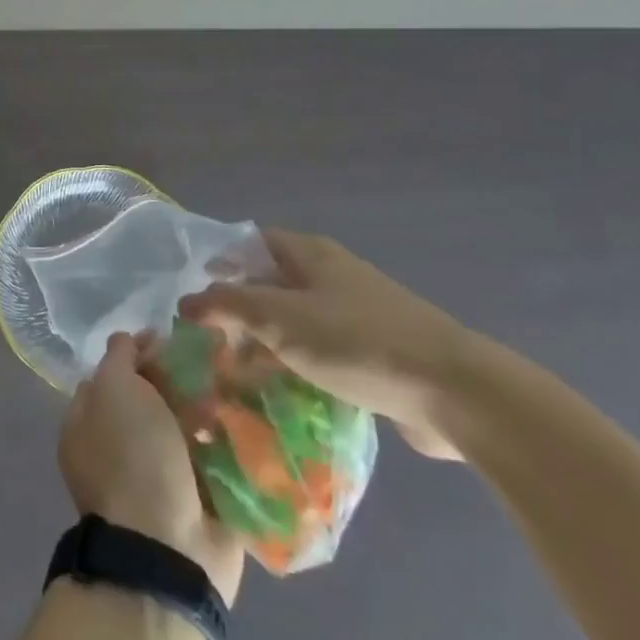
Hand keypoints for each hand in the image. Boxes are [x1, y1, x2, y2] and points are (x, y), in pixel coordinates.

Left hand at [60, 333, 244, 604]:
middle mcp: (116, 450)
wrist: (168, 549)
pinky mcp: (195, 502)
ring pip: (183, 427)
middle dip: (178, 380)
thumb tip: (130, 339)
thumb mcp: (113, 388)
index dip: (138, 353)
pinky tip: (244, 419)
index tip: (169, 340)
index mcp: (86, 425)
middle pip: (150, 399)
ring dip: (206, 409)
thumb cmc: (132, 458)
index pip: (110, 374)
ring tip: (231, 387)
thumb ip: (119, 357)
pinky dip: (225, 442)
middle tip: (208, 362)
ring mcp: (156, 479)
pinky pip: (211, 459)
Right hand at [182, 230, 475, 460]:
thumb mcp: (281, 318)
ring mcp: (356, 314)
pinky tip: (280, 396)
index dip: (221, 262)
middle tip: (207, 343)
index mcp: (311, 254)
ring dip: (265, 343)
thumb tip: (187, 300)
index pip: (253, 243)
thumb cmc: (357, 341)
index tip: (193, 295)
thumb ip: (230, 305)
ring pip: (295, 321)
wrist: (452, 391)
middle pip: (272, 283)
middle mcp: (332, 275)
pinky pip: (321, 352)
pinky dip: (296, 366)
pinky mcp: (374, 353)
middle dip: (239, 310)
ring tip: (234, 376)